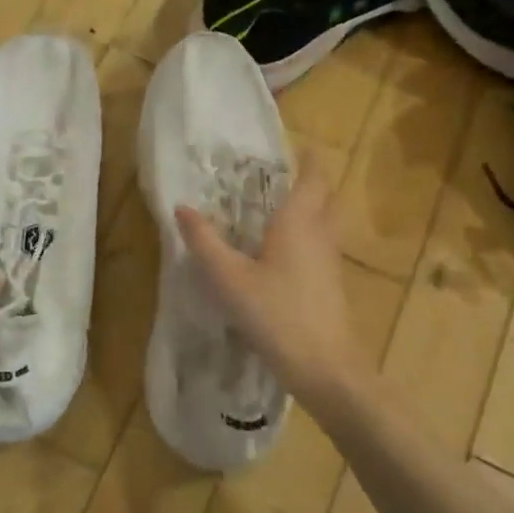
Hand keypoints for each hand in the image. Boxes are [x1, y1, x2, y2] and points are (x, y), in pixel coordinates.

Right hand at [175, 152, 374, 412]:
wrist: (325, 368)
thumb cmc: (276, 314)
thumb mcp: (229, 278)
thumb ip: (204, 242)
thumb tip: (181, 207)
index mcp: (299, 222)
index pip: (313, 177)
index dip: (309, 158)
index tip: (299, 145)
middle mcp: (321, 234)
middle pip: (326, 196)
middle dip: (313, 180)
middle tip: (285, 174)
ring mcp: (331, 261)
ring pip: (327, 222)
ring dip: (312, 207)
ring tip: (280, 207)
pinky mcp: (332, 285)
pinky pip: (322, 245)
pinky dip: (309, 235)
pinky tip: (285, 253)